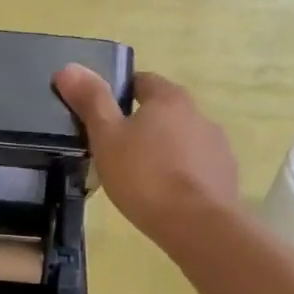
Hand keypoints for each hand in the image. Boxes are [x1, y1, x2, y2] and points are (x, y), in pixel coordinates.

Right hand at [53, 65, 239, 245]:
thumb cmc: (144, 176)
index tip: (103, 114)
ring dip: (164, 150)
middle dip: (142, 124)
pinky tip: (166, 195)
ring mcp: (217, 146)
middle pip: (164, 111)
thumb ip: (90, 101)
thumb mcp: (106, 137)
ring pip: (182, 140)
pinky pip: (197, 166)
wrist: (197, 225)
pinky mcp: (225, 175)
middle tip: (115, 149)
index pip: (142, 81)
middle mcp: (198, 114)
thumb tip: (68, 68)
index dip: (121, 92)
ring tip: (140, 177)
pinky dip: (181, 173)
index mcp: (169, 99)